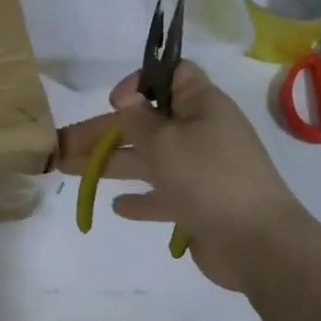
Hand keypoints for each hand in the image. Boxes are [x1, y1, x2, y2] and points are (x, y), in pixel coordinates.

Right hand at [57, 61, 308, 292]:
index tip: (114, 101)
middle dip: (103, 131)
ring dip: (111, 163)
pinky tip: (117, 206)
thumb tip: (129, 99)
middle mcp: (202, 133)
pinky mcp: (200, 205)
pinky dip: (141, 198)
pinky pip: (164, 195)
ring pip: (148, 159)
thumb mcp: (164, 141)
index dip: (141, 81)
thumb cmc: (208, 178)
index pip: (173, 75)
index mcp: (202, 106)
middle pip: (146, 123)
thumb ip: (138, 119)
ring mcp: (202, 171)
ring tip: (69, 170)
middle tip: (61, 144)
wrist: (259, 245)